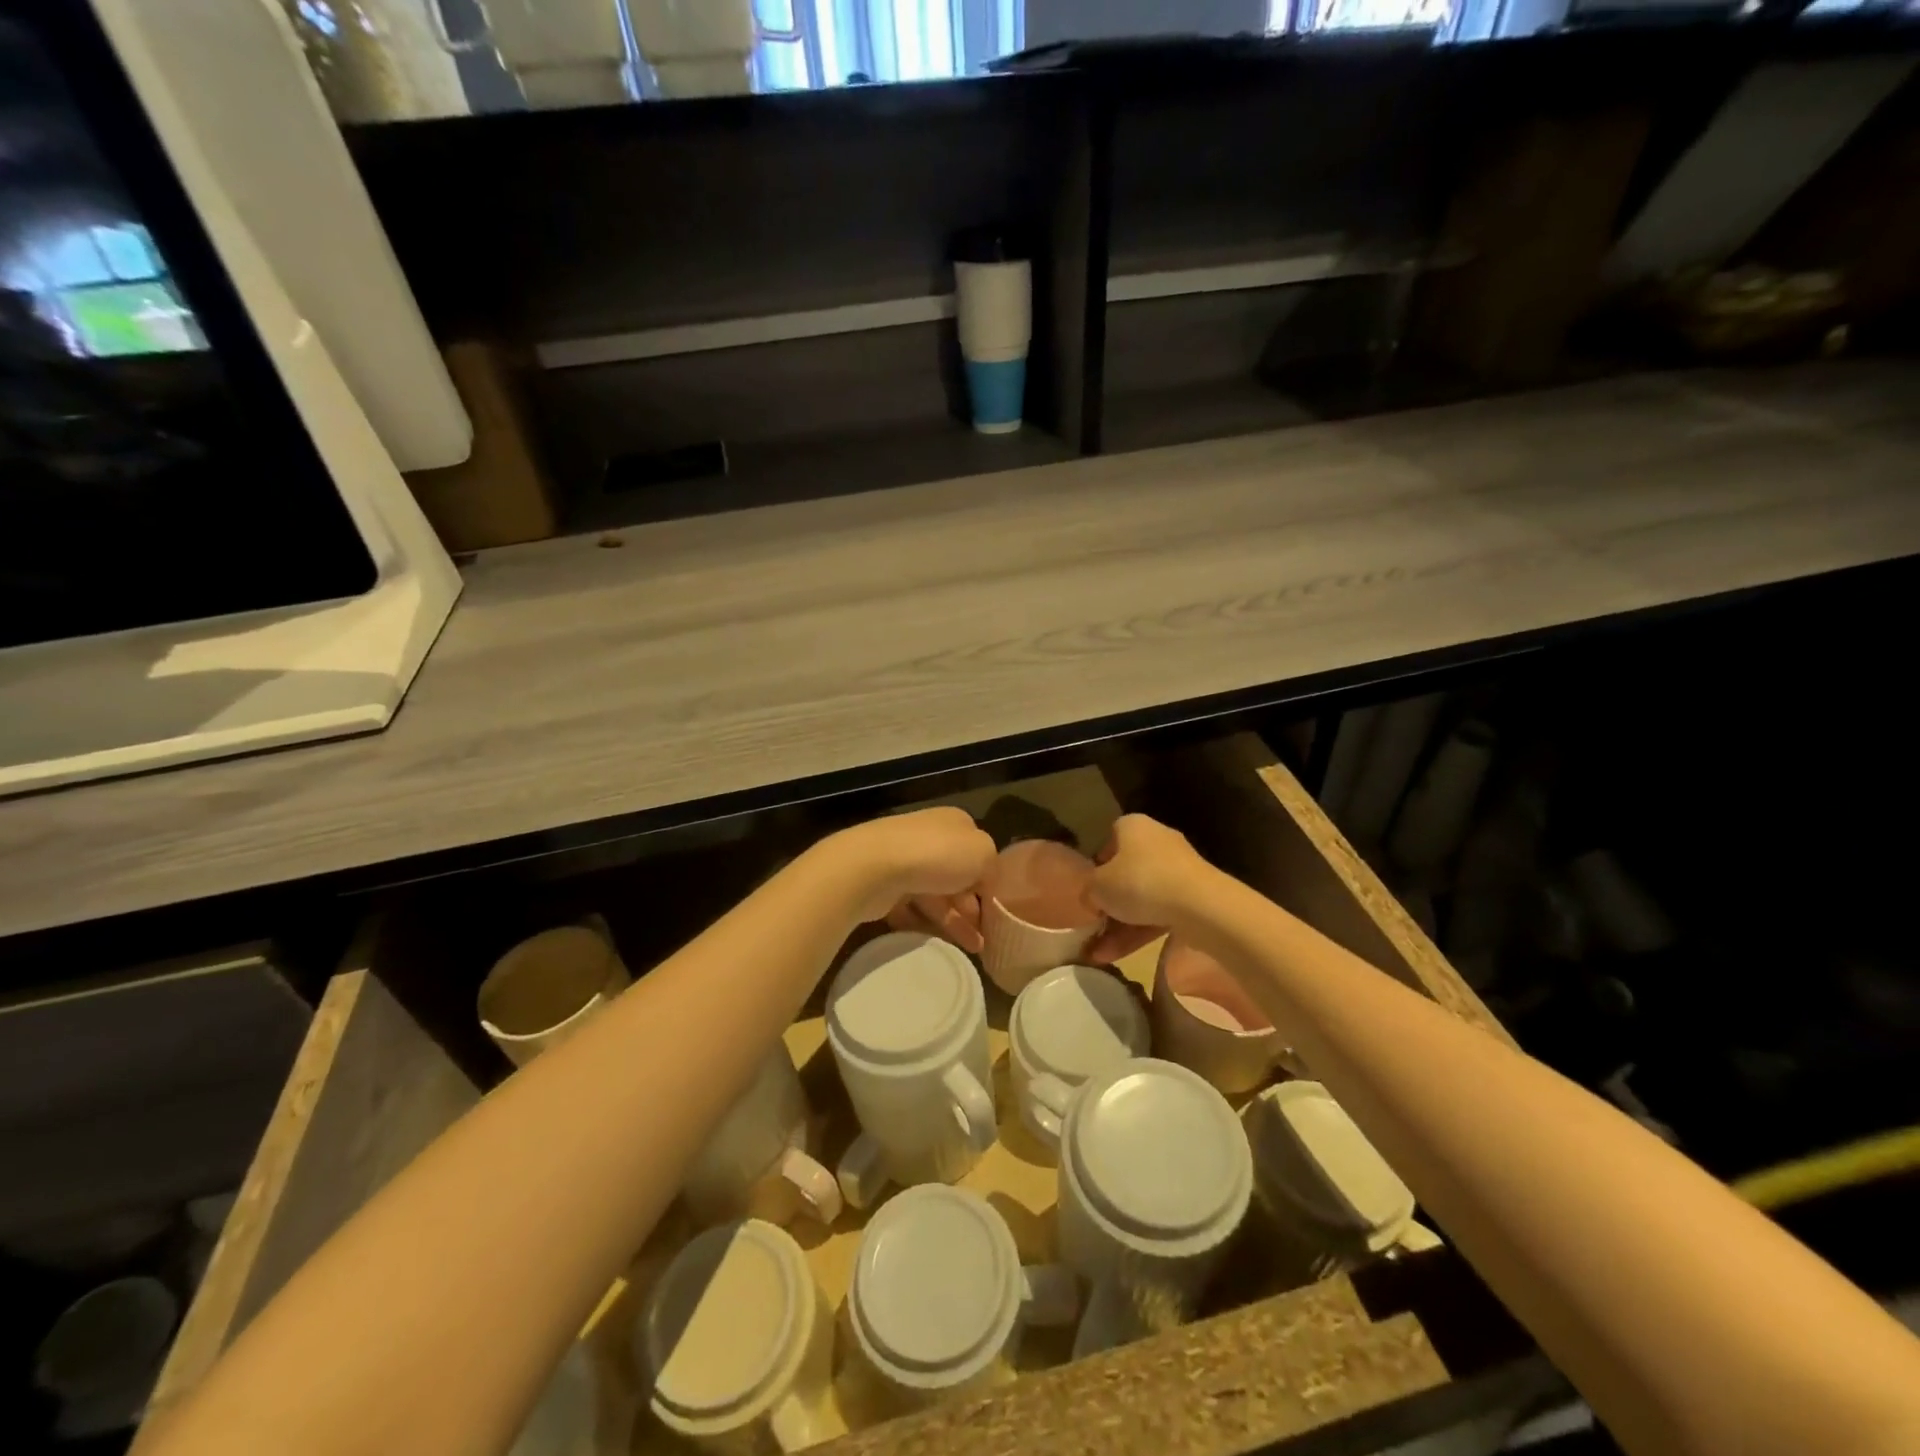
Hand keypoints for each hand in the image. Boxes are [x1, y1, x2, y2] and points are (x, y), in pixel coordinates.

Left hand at [825, 808, 996, 942]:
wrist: (874, 866)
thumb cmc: (937, 854)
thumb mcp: (984, 853)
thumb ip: (992, 868)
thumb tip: (986, 884)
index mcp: (954, 824)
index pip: (977, 853)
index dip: (989, 881)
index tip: (998, 909)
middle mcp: (929, 838)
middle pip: (957, 877)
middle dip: (973, 907)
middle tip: (987, 936)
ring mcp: (904, 862)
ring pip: (935, 896)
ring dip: (955, 922)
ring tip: (974, 950)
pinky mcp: (884, 886)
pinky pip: (910, 909)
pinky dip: (924, 925)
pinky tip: (938, 944)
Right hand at [1082, 814, 1215, 962]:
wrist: (1200, 906)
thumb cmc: (1140, 882)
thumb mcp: (1098, 886)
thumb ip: (1088, 890)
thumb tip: (1090, 899)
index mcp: (1133, 827)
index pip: (1110, 838)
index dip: (1097, 862)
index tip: (1088, 886)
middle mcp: (1157, 842)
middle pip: (1126, 872)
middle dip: (1108, 903)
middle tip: (1091, 926)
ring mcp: (1179, 871)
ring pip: (1142, 898)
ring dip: (1119, 926)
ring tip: (1097, 955)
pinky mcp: (1193, 898)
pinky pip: (1158, 913)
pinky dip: (1139, 933)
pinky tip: (1116, 956)